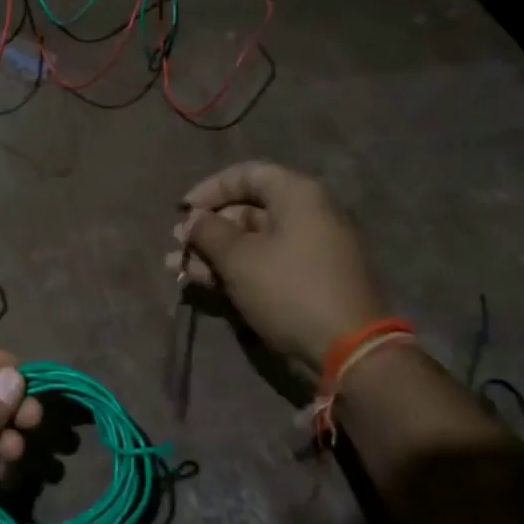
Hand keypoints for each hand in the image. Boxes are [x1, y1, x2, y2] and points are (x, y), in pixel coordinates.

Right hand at [165, 161, 385, 371]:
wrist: (346, 348)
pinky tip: (201, 282)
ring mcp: (309, 250)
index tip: (183, 211)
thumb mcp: (239, 258)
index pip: (248, 174)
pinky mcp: (306, 280)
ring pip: (251, 241)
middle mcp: (307, 216)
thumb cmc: (288, 289)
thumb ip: (208, 232)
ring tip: (177, 269)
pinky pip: (264, 264)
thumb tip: (193, 219)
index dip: (210, 189)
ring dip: (213, 253)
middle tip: (178, 245)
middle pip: (248, 210)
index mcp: (297, 197)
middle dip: (207, 228)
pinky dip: (234, 270)